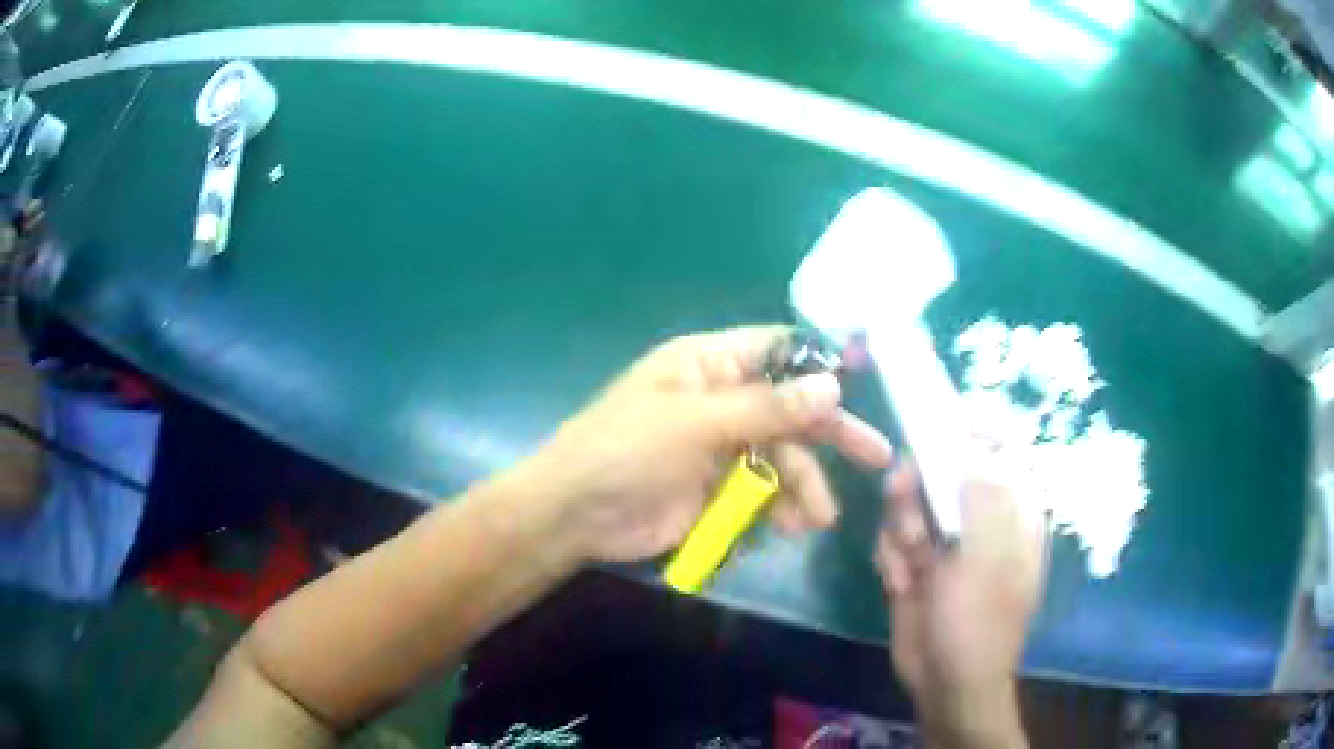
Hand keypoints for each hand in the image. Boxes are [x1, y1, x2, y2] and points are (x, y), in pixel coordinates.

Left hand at [519, 326, 893, 562]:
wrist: (575, 514)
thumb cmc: (625, 450)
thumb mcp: (696, 423)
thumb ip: (766, 407)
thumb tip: (831, 385)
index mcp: (709, 364)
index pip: (777, 348)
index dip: (821, 360)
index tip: (866, 377)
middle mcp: (721, 399)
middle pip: (791, 408)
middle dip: (830, 434)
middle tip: (877, 458)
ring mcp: (721, 446)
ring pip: (781, 458)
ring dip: (803, 486)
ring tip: (815, 520)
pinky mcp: (717, 488)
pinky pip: (762, 492)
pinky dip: (778, 508)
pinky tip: (788, 528)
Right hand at [874, 457, 1046, 747]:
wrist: (946, 683)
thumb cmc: (978, 623)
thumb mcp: (987, 561)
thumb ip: (982, 500)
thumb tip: (971, 451)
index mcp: (1012, 514)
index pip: (997, 452)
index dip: (967, 435)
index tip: (933, 431)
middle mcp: (978, 521)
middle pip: (942, 473)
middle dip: (917, 488)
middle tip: (900, 497)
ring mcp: (945, 543)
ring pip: (911, 504)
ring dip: (900, 530)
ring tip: (909, 566)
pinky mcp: (915, 564)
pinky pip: (893, 538)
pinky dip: (890, 557)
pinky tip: (898, 584)